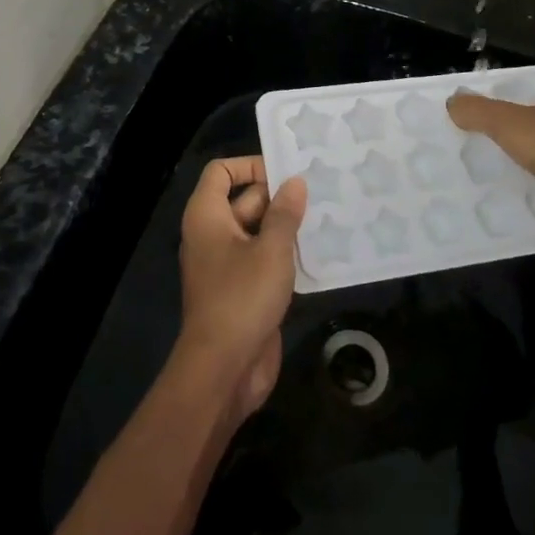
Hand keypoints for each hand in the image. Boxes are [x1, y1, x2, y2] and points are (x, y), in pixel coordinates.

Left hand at [178, 156, 306, 416]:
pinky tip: (320, 251)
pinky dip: (286, 254)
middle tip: (320, 190)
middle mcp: (213, 234)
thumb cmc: (242, 298)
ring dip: (287, 226)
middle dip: (279, 196)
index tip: (286, 172)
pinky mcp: (243, 289)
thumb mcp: (271, 250)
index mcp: (207, 216)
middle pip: (245, 200)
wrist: (223, 369)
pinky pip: (264, 259)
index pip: (221, 172)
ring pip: (258, 231)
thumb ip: (285, 214)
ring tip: (327, 215)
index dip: (250, 165)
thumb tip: (295, 182)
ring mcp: (227, 263)